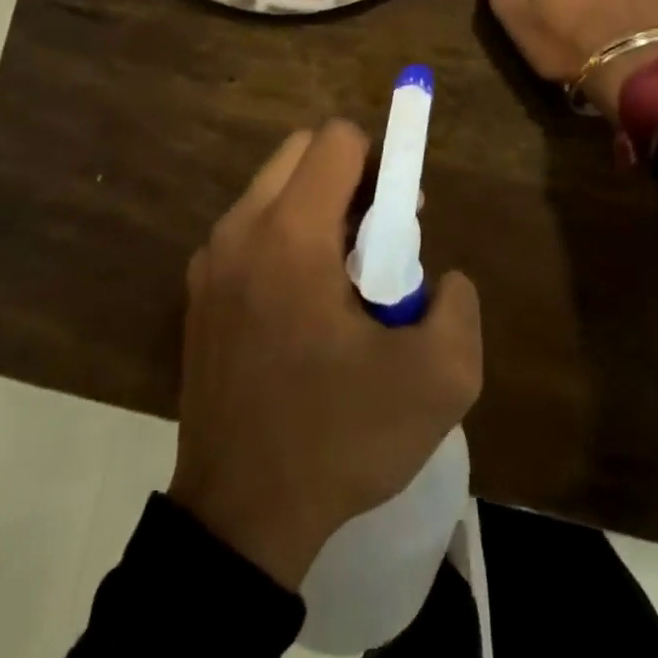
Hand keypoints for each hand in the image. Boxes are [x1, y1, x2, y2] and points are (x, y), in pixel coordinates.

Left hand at [169, 122, 482, 590]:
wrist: (240, 517)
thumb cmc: (339, 439)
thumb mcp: (438, 381)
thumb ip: (459, 306)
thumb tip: (441, 277)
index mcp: (291, 234)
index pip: (337, 139)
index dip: (383, 161)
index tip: (401, 215)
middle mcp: (241, 229)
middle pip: (302, 151)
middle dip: (350, 178)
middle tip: (378, 239)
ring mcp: (210, 259)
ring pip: (274, 189)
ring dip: (318, 208)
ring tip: (344, 279)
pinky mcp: (198, 290)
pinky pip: (251, 229)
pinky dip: (286, 237)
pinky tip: (305, 306)